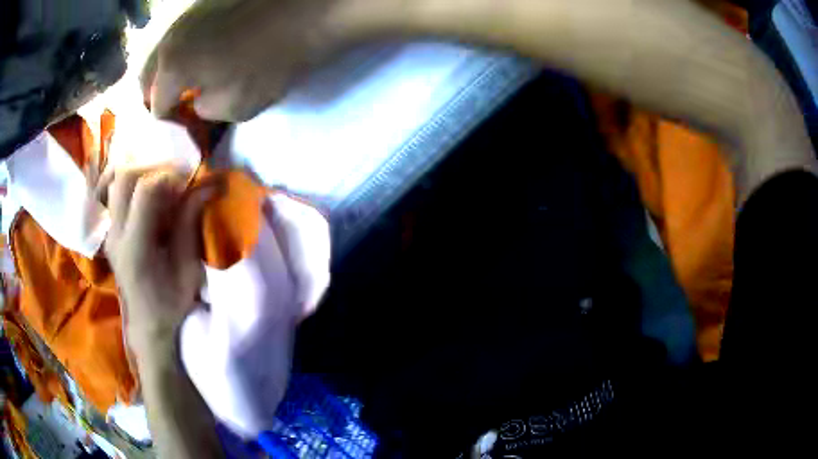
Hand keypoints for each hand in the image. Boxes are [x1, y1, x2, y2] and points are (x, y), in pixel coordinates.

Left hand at [103, 167, 219, 354]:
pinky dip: (130, 184)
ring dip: (139, 174)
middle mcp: (116, 234)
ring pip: (115, 182)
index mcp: (136, 246)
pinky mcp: (110, 232)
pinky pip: (114, 194)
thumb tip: (206, 186)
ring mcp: (109, 232)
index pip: (145, 191)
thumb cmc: (170, 302)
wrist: (147, 324)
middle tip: (172, 178)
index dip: (169, 176)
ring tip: (158, 184)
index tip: (187, 181)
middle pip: (125, 178)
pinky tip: (145, 194)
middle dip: (152, 169)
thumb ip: (189, 223)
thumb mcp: (187, 268)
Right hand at [142, 0, 347, 121]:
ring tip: (185, 82)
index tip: (182, 124)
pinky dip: (180, 51)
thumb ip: (203, 111)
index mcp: (171, 68)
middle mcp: (170, 39)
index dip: (168, 120)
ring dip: (165, 71)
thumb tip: (196, 101)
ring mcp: (186, 18)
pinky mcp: (203, 6)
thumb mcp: (233, 107)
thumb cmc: (269, 65)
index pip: (156, 105)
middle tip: (175, 105)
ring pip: (161, 52)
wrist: (304, 15)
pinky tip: (197, 56)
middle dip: (156, 94)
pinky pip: (179, 36)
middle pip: (147, 75)